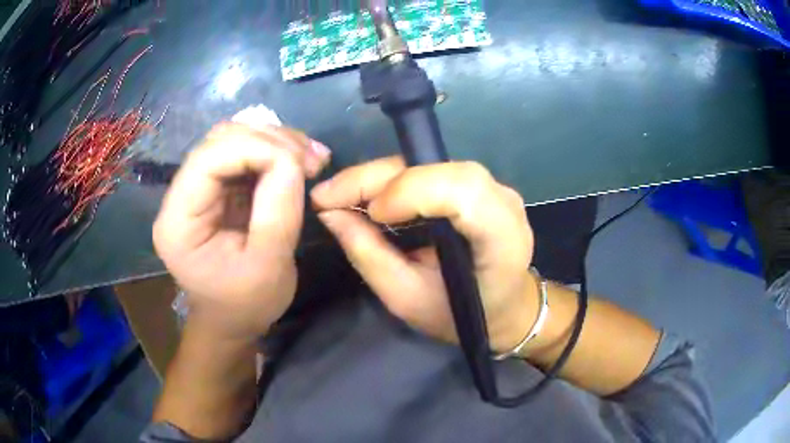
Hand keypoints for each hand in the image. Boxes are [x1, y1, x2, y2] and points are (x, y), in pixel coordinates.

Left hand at [153, 123, 330, 341]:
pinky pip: (242, 154)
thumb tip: (293, 160)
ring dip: (274, 141)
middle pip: (219, 142)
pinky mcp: (215, 189)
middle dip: (269, 140)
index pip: (208, 159)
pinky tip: (299, 161)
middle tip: (312, 157)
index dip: (256, 148)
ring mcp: (196, 190)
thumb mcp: (268, 267)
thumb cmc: (246, 305)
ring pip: (231, 140)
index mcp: (178, 222)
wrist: (233, 319)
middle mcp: (179, 197)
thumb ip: (278, 212)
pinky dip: (273, 151)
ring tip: (310, 157)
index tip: (301, 163)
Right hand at [311, 157, 537, 352]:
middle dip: (376, 178)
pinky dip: (393, 180)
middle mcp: (504, 201)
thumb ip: (369, 255)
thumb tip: (329, 213)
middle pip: (438, 168)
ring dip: (380, 177)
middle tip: (327, 196)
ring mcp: (494, 188)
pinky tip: (368, 195)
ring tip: (340, 196)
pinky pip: (431, 170)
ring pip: (430, 163)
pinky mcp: (479, 184)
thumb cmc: (460, 315)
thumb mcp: (407, 299)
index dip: (411, 192)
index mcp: (502, 238)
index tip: (371, 215)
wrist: (503, 308)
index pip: (462, 190)